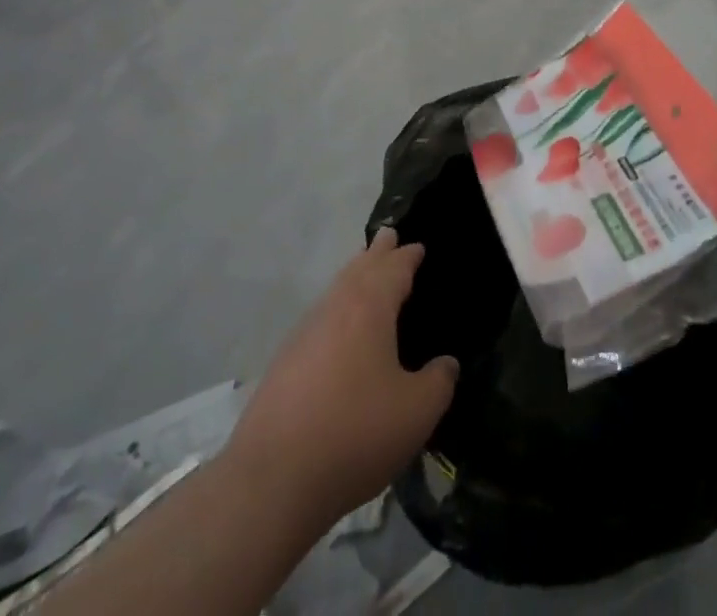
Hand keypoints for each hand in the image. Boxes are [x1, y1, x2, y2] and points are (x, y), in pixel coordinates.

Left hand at [222, 229, 458, 529]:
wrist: (271, 480)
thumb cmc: (355, 433)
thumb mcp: (416, 412)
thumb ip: (439, 382)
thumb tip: (446, 364)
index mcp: (370, 306)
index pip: (394, 267)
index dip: (409, 256)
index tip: (419, 246)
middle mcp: (335, 308)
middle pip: (360, 268)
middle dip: (377, 252)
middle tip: (389, 236)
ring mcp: (304, 333)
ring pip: (336, 290)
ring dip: (354, 276)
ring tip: (366, 272)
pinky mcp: (284, 363)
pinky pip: (320, 318)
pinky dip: (337, 309)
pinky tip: (339, 330)